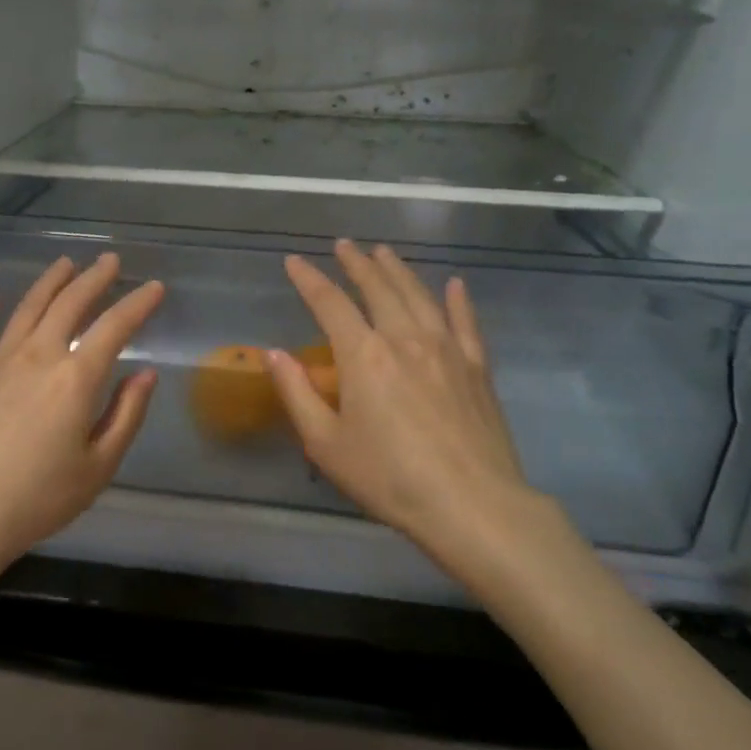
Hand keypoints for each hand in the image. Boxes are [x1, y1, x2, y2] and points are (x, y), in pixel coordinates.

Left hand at [0, 252, 163, 582]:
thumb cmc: (36, 499)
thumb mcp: (97, 467)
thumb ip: (126, 415)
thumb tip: (145, 375)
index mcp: (75, 377)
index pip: (114, 327)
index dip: (138, 303)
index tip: (155, 287)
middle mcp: (37, 355)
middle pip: (69, 304)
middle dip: (94, 278)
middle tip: (109, 261)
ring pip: (27, 307)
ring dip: (49, 282)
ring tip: (65, 263)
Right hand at [267, 240, 574, 596]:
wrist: (472, 505)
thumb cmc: (389, 477)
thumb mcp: (326, 443)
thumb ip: (297, 393)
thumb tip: (273, 353)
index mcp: (363, 355)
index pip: (330, 304)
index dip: (309, 280)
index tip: (294, 261)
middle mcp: (405, 339)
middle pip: (378, 289)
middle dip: (357, 264)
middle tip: (344, 244)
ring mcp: (446, 349)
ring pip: (419, 296)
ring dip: (399, 271)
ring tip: (384, 252)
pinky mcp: (476, 368)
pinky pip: (466, 322)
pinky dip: (458, 300)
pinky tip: (455, 284)